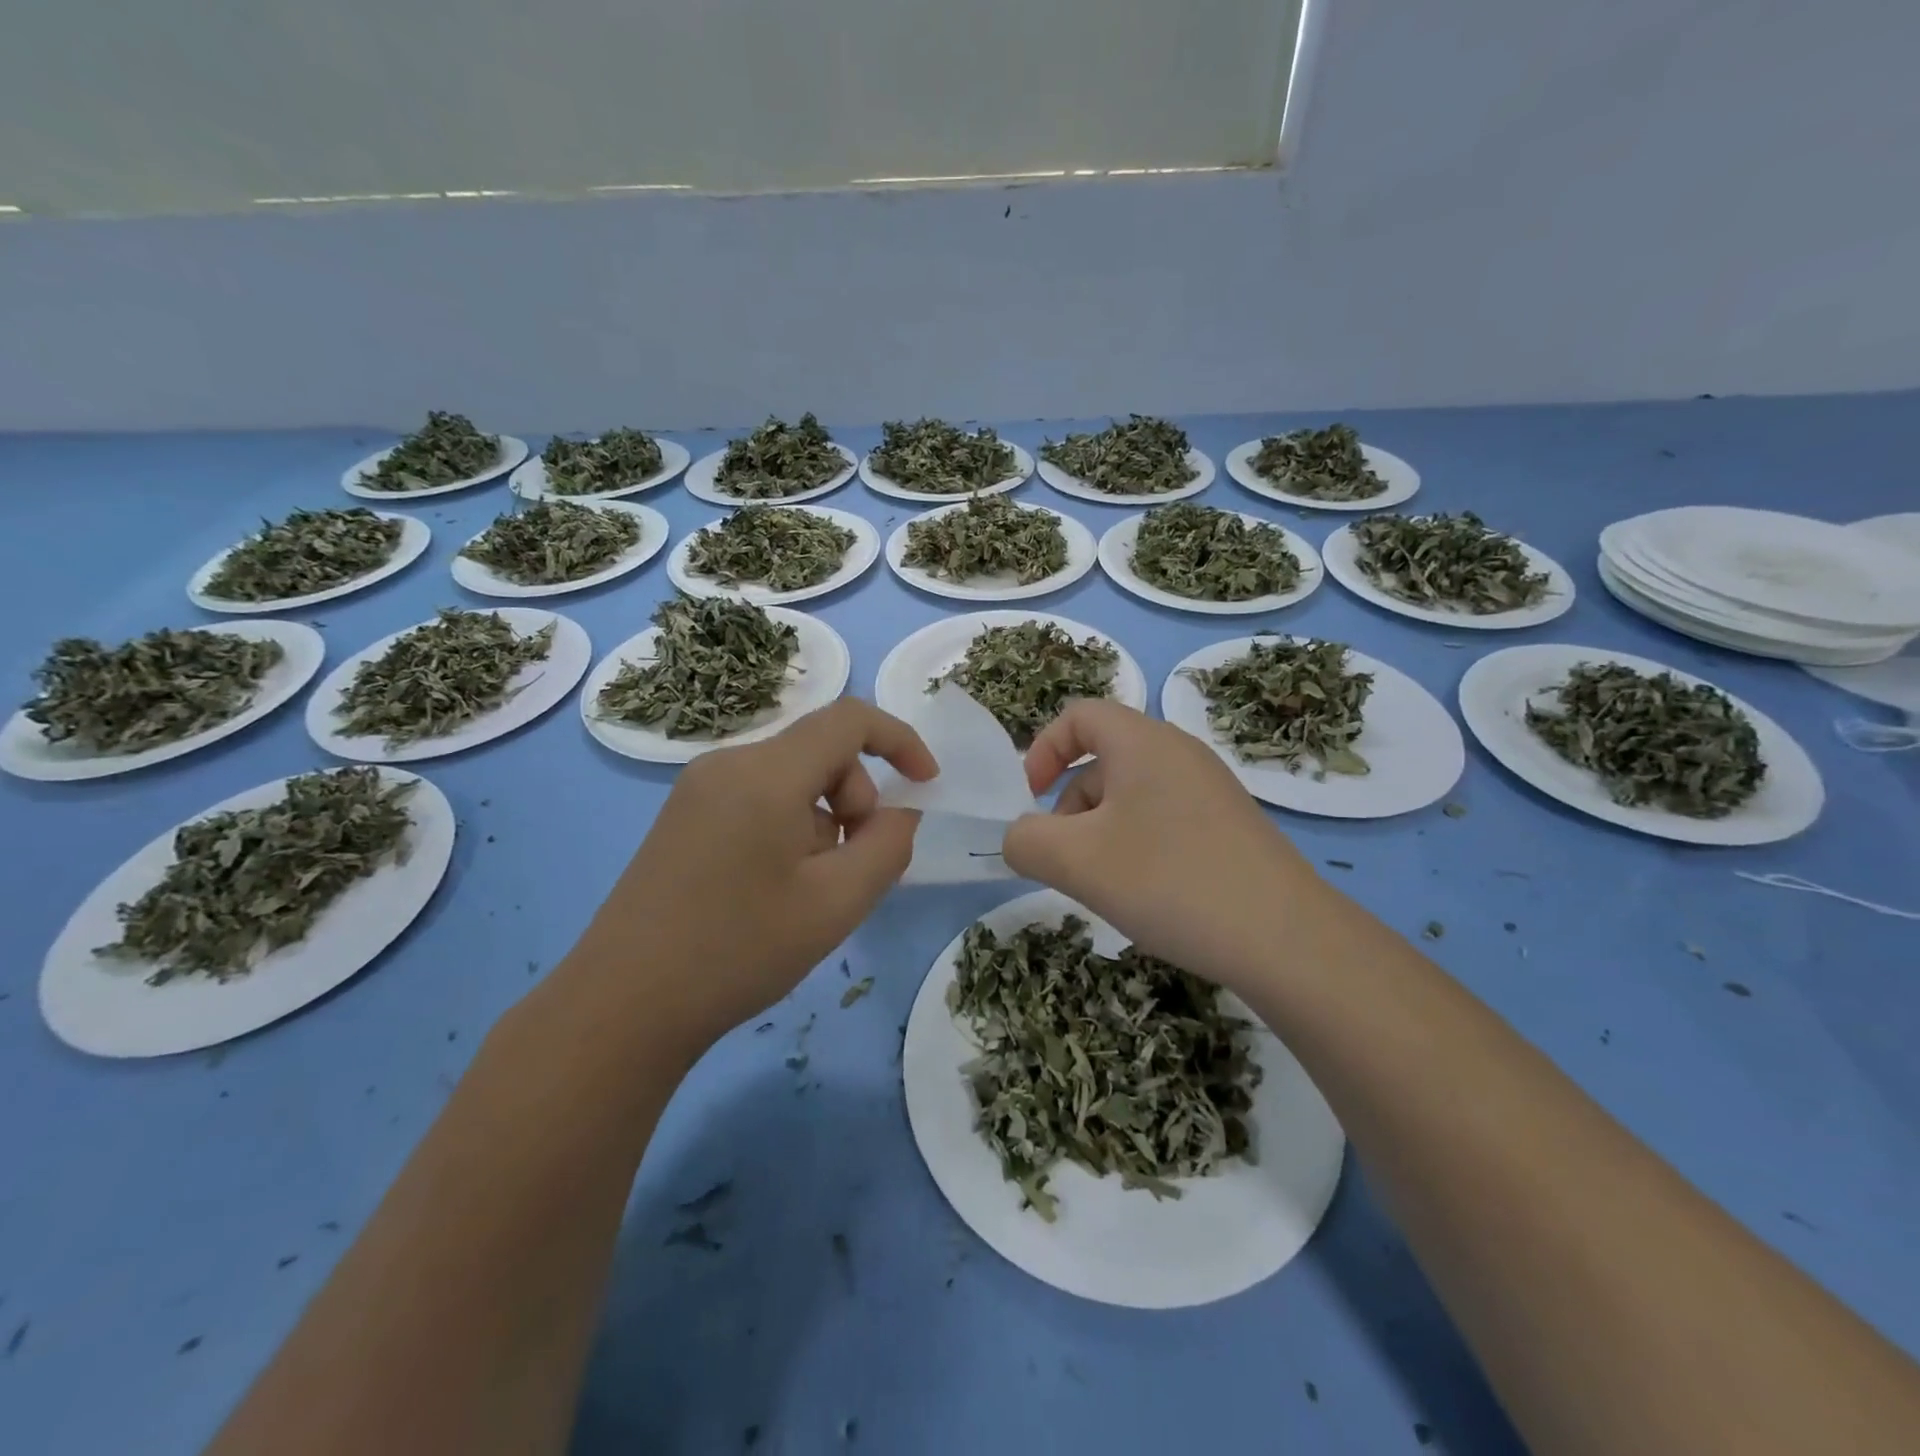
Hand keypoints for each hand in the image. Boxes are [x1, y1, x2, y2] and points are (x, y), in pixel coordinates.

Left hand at [570, 698, 936, 1046]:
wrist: (623, 1005)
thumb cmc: (739, 950)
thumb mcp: (838, 902)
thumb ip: (888, 844)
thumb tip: (899, 811)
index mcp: (766, 772)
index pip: (849, 718)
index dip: (900, 740)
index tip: (926, 784)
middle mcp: (729, 763)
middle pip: (820, 751)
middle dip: (856, 797)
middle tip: (851, 867)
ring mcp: (698, 787)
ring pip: (791, 777)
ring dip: (823, 819)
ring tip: (810, 889)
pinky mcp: (684, 815)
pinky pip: (759, 797)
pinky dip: (790, 826)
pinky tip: (774, 886)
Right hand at [1002, 699, 1327, 991]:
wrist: (1286, 939)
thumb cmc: (1168, 880)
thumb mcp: (1075, 861)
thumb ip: (1025, 840)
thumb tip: (1020, 838)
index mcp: (1142, 741)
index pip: (1078, 715)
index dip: (1042, 750)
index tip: (1029, 800)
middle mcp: (1179, 752)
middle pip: (1102, 758)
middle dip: (1068, 804)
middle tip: (1064, 858)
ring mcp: (1210, 789)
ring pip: (1131, 794)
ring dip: (1099, 830)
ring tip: (1102, 884)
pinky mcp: (1229, 825)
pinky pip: (1163, 818)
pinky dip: (1136, 845)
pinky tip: (1144, 893)